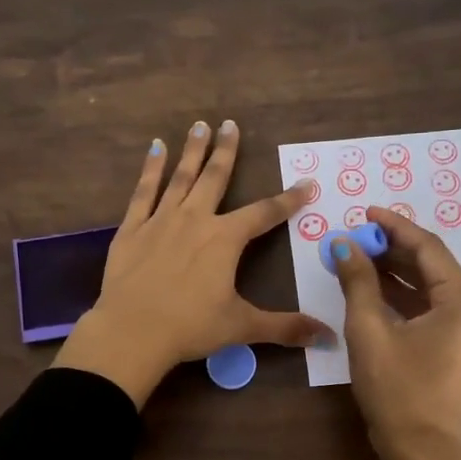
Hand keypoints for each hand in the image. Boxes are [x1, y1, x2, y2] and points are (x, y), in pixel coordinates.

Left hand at [54, 120, 330, 406]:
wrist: (132, 332)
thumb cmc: (190, 327)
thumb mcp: (242, 327)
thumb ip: (284, 327)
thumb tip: (328, 335)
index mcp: (225, 239)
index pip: (264, 213)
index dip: (288, 199)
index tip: (306, 183)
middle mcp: (195, 219)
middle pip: (215, 178)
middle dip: (227, 151)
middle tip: (230, 124)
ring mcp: (161, 220)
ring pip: (181, 177)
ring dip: (192, 151)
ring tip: (199, 126)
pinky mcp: (132, 229)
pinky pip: (143, 192)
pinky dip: (151, 169)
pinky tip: (155, 150)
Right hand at [330, 209, 460, 459]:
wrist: (421, 448)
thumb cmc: (396, 387)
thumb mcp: (369, 329)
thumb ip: (358, 281)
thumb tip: (344, 245)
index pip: (428, 248)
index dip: (395, 227)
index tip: (366, 212)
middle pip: (432, 265)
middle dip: (393, 249)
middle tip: (357, 236)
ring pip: (430, 286)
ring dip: (396, 271)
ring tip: (359, 256)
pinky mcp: (459, 345)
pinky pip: (431, 307)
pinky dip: (403, 295)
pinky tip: (373, 287)